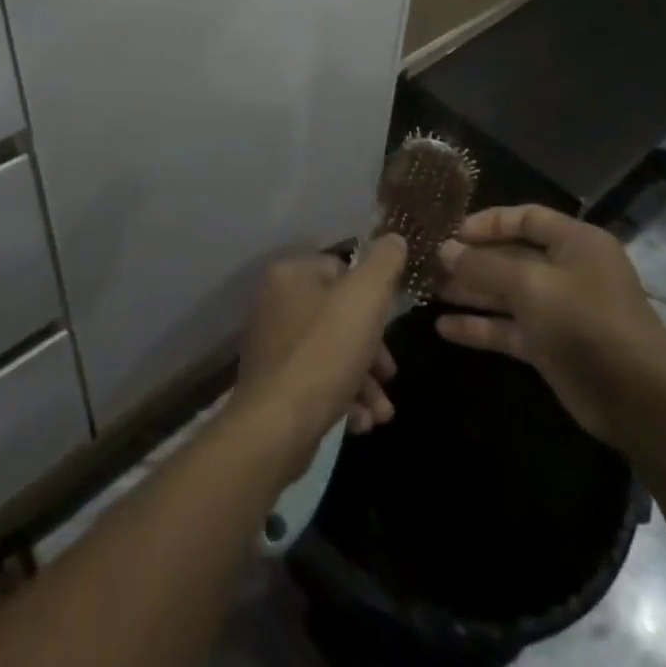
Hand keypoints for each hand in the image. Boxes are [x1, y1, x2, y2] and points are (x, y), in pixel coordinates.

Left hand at [234, 237, 405, 471]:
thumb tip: (394, 239)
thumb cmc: (325, 353)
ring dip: (364, 380)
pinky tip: (360, 422)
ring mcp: (271, 344)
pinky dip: (342, 397)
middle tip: (390, 374)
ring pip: (331, 351)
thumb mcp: (366, 298)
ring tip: (382, 412)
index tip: (390, 326)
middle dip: (372, 349)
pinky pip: (316, 379)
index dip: (371, 297)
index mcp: (290, 273)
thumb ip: (384, 263)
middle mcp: (274, 302)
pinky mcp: (273, 383)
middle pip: (339, 315)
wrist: (276, 427)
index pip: (341, 269)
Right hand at [434, 207, 665, 441]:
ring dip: (470, 291)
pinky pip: (509, 328)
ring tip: (427, 290)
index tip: (449, 232)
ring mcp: (559, 310)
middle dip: (471, 259)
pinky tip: (443, 327)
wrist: (638, 401)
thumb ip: (484, 266)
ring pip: (506, 293)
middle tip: (428, 262)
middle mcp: (568, 270)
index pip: (525, 218)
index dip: (486, 223)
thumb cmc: (586, 323)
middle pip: (511, 255)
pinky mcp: (551, 346)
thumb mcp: (531, 285)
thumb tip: (444, 250)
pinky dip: (480, 326)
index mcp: (575, 242)